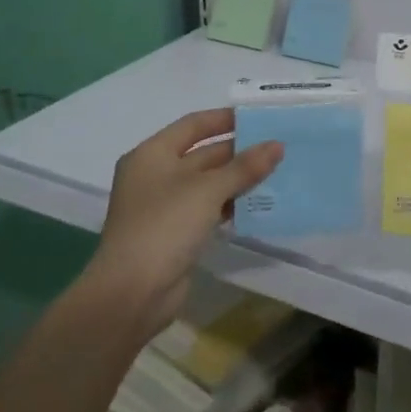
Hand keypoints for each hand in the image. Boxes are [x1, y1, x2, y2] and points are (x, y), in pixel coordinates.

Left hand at [90, 109, 282, 337]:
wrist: (132, 293)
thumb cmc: (164, 226)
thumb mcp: (207, 190)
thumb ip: (244, 167)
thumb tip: (277, 145)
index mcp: (152, 154)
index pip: (193, 125)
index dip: (225, 119)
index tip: (259, 118)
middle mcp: (156, 175)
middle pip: (203, 154)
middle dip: (239, 151)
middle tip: (278, 147)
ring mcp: (165, 206)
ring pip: (208, 183)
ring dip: (239, 179)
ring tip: (278, 172)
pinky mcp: (176, 233)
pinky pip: (209, 209)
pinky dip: (231, 205)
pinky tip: (260, 204)